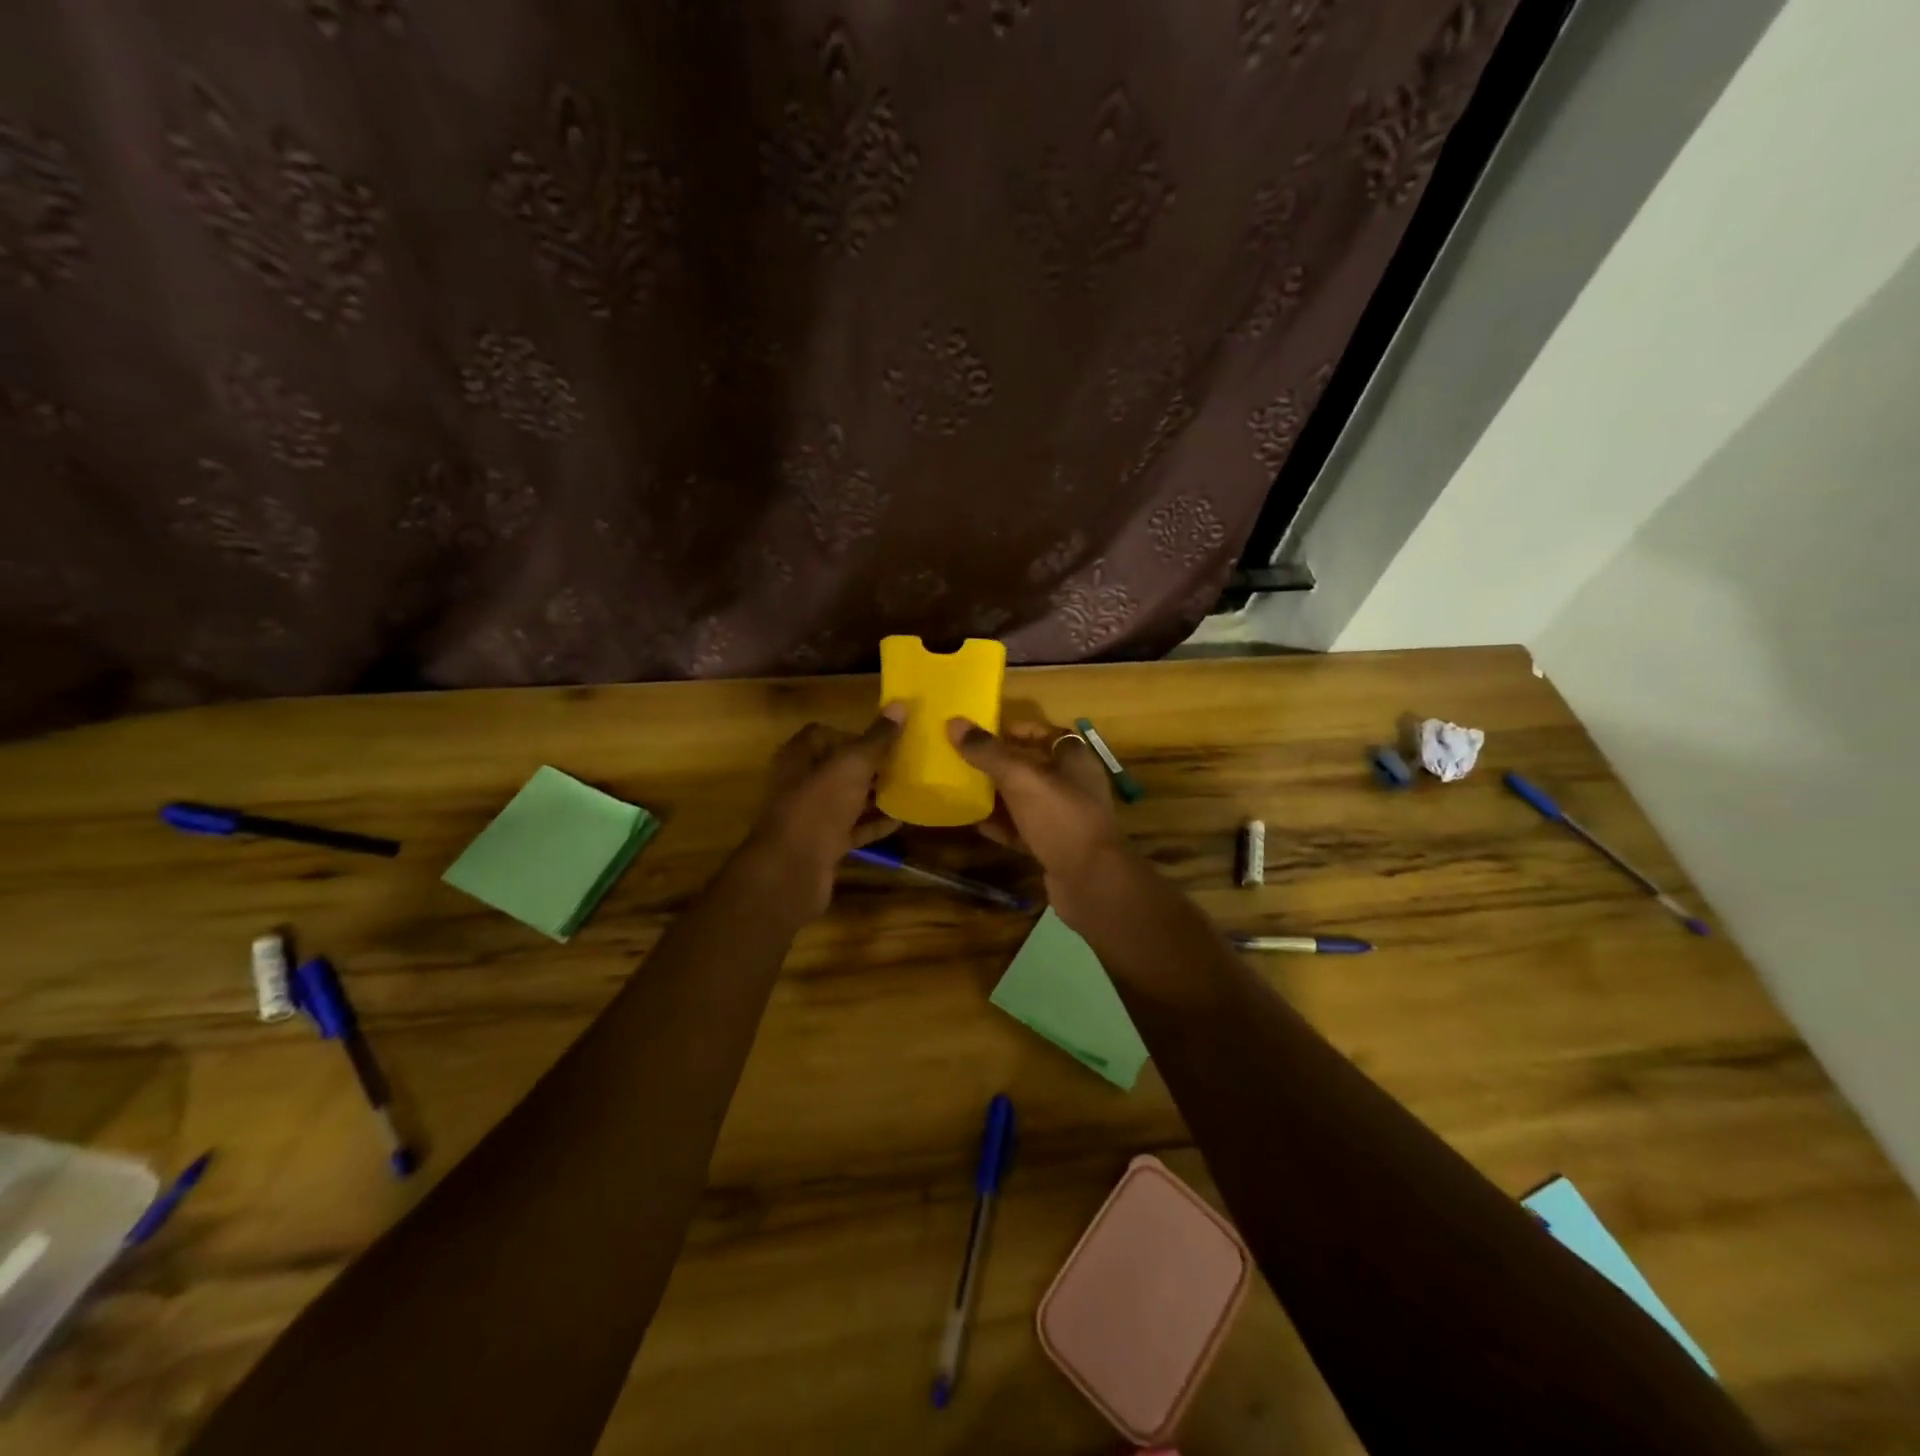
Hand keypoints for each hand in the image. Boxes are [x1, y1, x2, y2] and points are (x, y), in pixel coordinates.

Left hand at [737, 707, 905, 922]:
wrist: (793, 869)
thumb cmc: (819, 806)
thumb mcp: (852, 765)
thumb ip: (877, 738)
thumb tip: (900, 705)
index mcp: (798, 757)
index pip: (823, 734)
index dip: (853, 733)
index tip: (883, 739)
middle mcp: (799, 783)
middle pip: (836, 767)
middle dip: (868, 765)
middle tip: (902, 763)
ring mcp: (810, 816)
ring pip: (845, 799)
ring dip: (872, 795)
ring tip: (907, 789)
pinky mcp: (821, 845)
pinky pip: (851, 829)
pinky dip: (872, 824)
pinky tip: (900, 821)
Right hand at [947, 715, 1133, 926]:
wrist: (1091, 881)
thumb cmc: (1060, 818)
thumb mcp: (1021, 778)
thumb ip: (988, 752)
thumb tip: (954, 722)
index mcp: (1074, 760)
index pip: (1046, 733)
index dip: (1018, 730)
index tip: (985, 733)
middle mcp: (1073, 785)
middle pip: (1033, 767)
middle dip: (1000, 764)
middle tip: (965, 760)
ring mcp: (1065, 819)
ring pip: (1026, 800)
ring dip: (998, 795)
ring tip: (963, 789)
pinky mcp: (1055, 847)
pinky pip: (1023, 830)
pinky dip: (1002, 826)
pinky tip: (976, 824)